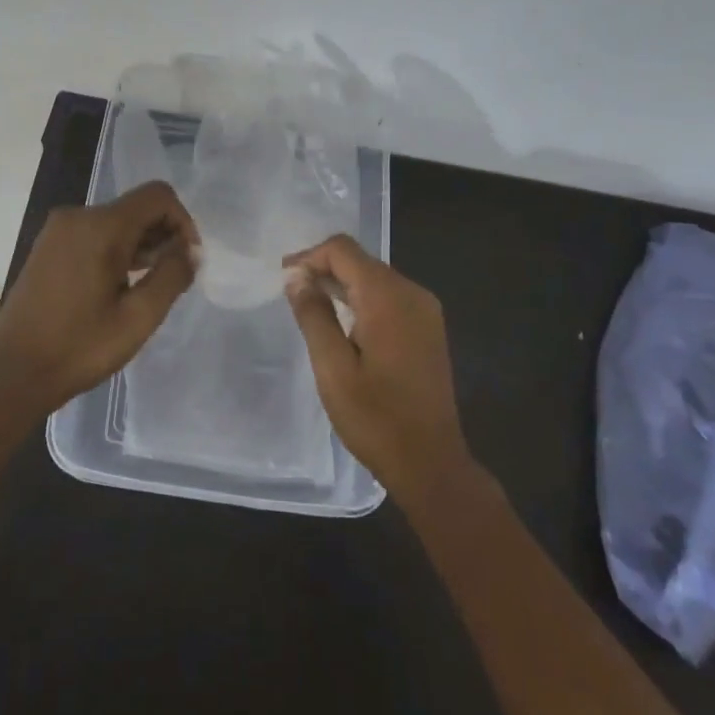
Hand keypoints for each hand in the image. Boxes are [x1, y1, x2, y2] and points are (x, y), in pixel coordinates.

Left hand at [0, 181, 198, 412]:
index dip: (182, 222)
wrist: (13, 372)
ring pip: (115, 222)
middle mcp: (77, 216)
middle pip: (136, 208)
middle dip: (161, 236)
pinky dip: (115, 251)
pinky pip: (93, 234)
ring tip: (144, 290)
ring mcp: (58, 230)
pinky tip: (117, 288)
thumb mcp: (138, 317)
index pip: (157, 196)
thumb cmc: (79, 347)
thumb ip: (171, 276)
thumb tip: (191, 251)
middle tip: (169, 282)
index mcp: (100, 226)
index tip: (187, 260)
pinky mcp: (47, 246)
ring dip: (139, 246)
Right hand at [284, 234, 470, 504]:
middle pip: (361, 261)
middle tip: (290, 291)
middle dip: (323, 268)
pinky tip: (341, 320)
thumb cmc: (375, 418)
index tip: (283, 279)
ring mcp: (425, 311)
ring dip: (341, 283)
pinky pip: (389, 297)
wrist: (431, 463)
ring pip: (375, 278)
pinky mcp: (428, 328)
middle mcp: (412, 294)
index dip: (309, 257)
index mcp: (388, 298)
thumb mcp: (333, 367)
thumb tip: (296, 277)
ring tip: (309, 304)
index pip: (343, 251)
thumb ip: (314, 315)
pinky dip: (361, 299)